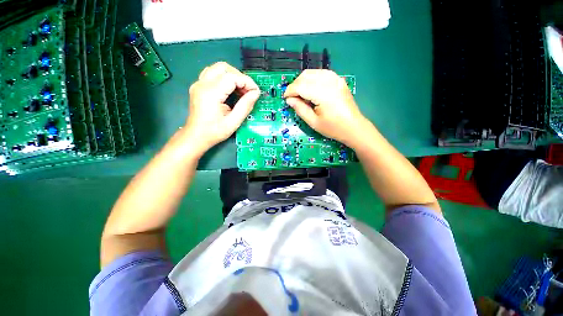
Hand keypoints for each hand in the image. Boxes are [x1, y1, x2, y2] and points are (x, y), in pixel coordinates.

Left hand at [185, 62, 259, 152]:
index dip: (247, 82)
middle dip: (240, 77)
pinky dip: (224, 78)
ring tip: (240, 90)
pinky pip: (213, 74)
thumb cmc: (214, 132)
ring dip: (232, 76)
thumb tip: (255, 93)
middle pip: (224, 67)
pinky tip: (230, 89)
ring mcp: (199, 84)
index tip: (255, 92)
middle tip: (248, 91)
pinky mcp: (198, 86)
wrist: (195, 136)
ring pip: (218, 68)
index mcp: (211, 93)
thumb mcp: (233, 122)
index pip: (232, 77)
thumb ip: (245, 106)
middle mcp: (202, 84)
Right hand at [283, 69, 367, 147]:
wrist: (354, 127)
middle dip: (295, 85)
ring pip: (312, 72)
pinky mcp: (338, 79)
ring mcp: (336, 78)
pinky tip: (311, 89)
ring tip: (301, 94)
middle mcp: (330, 81)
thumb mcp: (313, 122)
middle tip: (293, 97)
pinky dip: (312, 79)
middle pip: (305, 76)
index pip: (301, 86)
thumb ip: (300, 109)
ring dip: (303, 81)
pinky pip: (321, 73)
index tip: (285, 98)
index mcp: (323, 94)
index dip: (290, 91)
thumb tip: (289, 100)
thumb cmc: (333, 128)